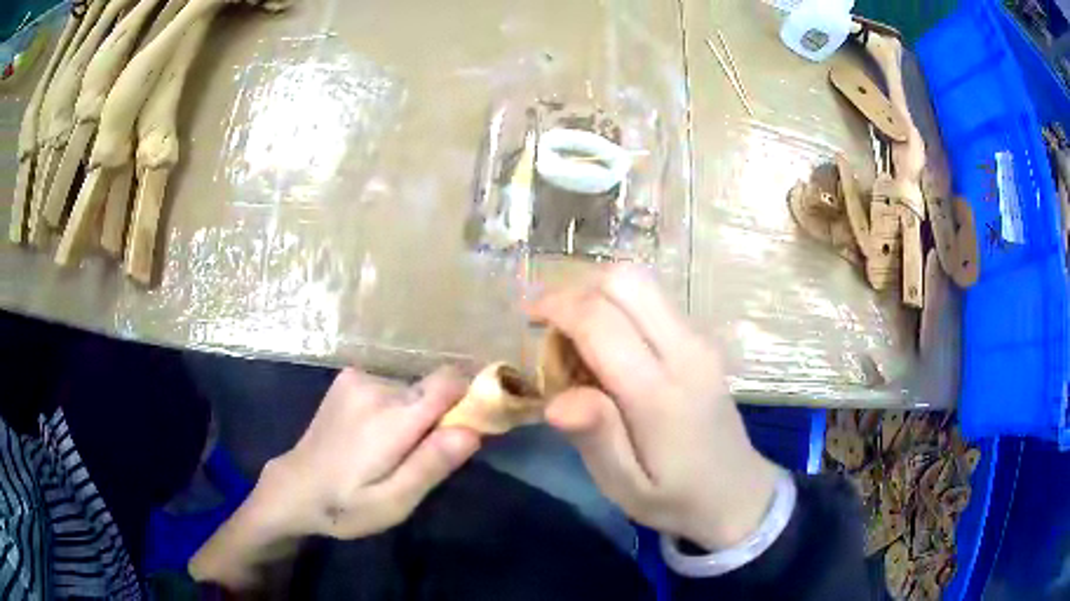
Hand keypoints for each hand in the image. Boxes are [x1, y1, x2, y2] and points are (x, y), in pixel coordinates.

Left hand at [190, 367, 479, 587]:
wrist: (294, 487)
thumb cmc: (345, 505)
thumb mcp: (393, 503)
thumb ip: (432, 465)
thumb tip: (472, 430)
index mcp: (390, 418)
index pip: (449, 382)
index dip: (470, 398)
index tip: (472, 426)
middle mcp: (375, 386)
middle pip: (432, 388)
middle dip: (440, 417)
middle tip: (422, 457)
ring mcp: (357, 378)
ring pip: (412, 389)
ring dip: (415, 415)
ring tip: (393, 450)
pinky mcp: (348, 378)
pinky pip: (391, 387)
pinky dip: (395, 407)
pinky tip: (374, 434)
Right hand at [529, 266, 778, 549]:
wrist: (738, 492)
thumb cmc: (675, 497)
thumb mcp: (625, 487)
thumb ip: (595, 439)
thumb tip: (555, 401)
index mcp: (660, 393)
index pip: (602, 322)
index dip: (558, 307)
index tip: (528, 317)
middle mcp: (686, 351)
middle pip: (627, 281)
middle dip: (578, 288)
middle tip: (550, 322)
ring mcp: (700, 339)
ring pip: (642, 281)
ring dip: (598, 292)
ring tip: (574, 329)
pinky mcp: (703, 339)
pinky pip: (654, 298)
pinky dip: (619, 303)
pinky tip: (606, 339)